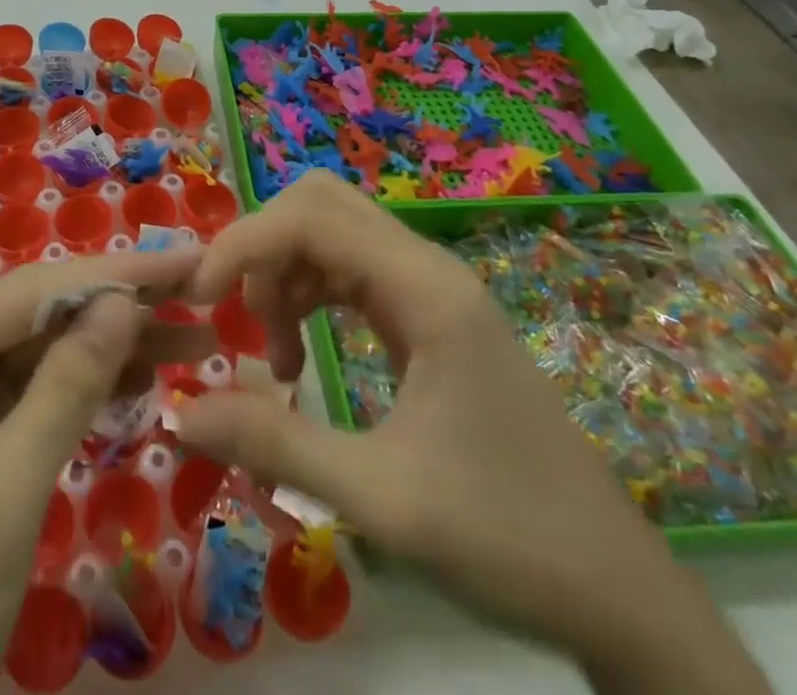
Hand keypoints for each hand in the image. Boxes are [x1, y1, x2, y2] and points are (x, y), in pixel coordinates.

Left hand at [0, 247, 211, 694]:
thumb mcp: (9, 489)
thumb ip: (68, 384)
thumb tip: (123, 300)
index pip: (32, 292)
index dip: (115, 274)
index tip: (188, 259)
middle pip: (36, 318)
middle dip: (117, 309)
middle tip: (199, 296)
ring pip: (37, 357)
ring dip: (109, 351)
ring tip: (190, 342)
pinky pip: (27, 400)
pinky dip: (81, 393)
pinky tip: (137, 384)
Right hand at [175, 172, 769, 694]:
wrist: (617, 592)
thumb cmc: (507, 538)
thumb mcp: (381, 499)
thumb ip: (275, 445)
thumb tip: (180, 407)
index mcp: (424, 289)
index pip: (310, 218)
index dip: (243, 242)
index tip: (199, 297)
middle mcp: (427, 269)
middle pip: (321, 205)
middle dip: (264, 247)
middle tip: (236, 315)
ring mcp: (432, 291)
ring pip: (334, 235)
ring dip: (286, 275)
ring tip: (277, 358)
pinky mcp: (430, 318)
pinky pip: (353, 274)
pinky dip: (311, 297)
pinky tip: (303, 358)